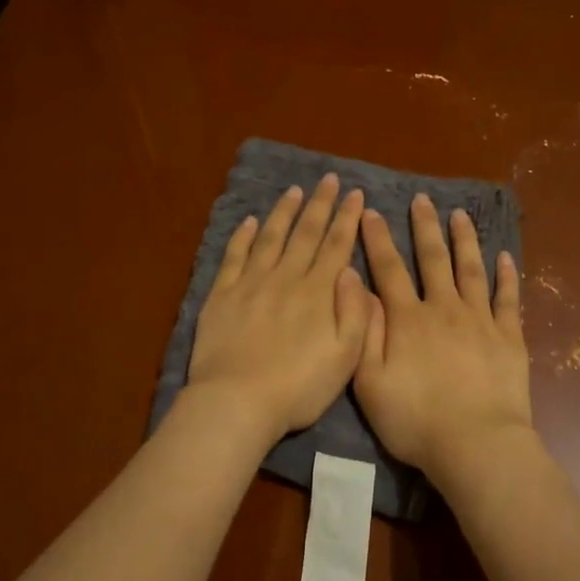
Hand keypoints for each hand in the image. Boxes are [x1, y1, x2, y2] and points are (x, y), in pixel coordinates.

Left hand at [187, 174, 370, 439]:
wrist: (237, 401)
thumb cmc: (298, 387)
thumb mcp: (346, 358)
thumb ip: (356, 313)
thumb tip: (354, 272)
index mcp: (319, 293)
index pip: (337, 246)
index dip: (347, 218)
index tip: (355, 194)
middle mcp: (287, 278)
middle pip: (306, 233)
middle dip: (320, 204)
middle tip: (328, 179)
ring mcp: (251, 283)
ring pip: (271, 238)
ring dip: (284, 212)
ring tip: (294, 191)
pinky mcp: (222, 294)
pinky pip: (234, 256)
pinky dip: (242, 236)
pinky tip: (249, 221)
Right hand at [354, 195, 534, 489]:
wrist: (475, 443)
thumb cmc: (414, 420)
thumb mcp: (369, 382)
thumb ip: (363, 331)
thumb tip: (354, 285)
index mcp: (407, 319)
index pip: (388, 269)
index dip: (377, 239)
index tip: (371, 212)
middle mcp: (443, 308)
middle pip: (433, 258)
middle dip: (425, 227)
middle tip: (423, 199)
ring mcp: (480, 320)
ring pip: (471, 269)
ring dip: (464, 240)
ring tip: (460, 215)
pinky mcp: (509, 337)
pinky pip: (508, 298)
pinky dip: (506, 275)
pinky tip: (505, 257)